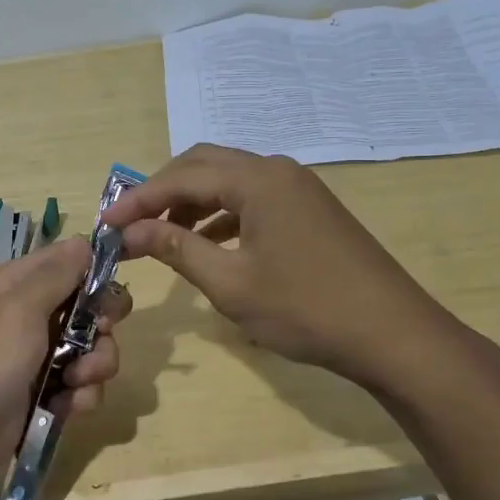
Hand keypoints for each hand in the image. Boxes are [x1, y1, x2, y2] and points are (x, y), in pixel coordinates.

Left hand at [0, 237, 131, 498]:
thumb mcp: (18, 308)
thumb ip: (57, 273)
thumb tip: (86, 240)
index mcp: (18, 284)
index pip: (70, 259)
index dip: (98, 269)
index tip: (114, 288)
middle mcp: (30, 315)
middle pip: (90, 306)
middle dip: (102, 325)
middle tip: (97, 336)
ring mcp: (39, 357)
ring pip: (93, 349)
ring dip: (95, 366)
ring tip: (76, 382)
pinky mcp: (46, 395)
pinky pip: (82, 386)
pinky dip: (81, 396)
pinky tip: (66, 407)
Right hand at [101, 144, 468, 388]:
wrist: (393, 334)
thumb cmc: (306, 309)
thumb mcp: (231, 283)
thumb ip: (177, 248)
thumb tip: (131, 231)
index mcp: (257, 179)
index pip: (181, 176)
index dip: (138, 199)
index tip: (105, 224)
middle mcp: (277, 170)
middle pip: (205, 165)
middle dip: (163, 190)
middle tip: (131, 223)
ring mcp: (299, 188)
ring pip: (230, 180)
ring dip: (192, 202)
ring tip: (162, 235)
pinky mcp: (310, 209)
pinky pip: (253, 198)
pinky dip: (222, 215)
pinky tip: (208, 244)